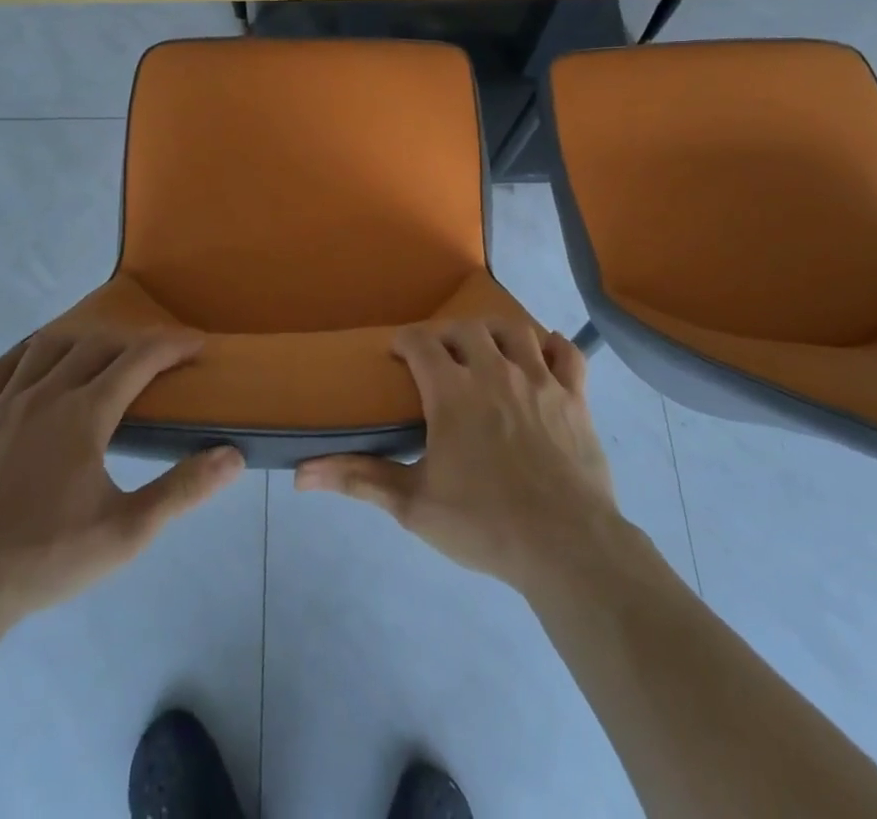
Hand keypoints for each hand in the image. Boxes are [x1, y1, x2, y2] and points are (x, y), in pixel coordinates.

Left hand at [0, 327, 244, 624]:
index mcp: (84, 414)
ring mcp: (3, 404)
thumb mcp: (126, 533)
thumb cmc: (45, 559)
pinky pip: (1, 367)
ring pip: (50, 346)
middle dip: (136, 342)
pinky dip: (27, 351)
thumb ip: (182, 490)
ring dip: (86, 339)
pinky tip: (37, 360)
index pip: (140, 359)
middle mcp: (46, 394)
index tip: (198, 343)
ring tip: (105, 352)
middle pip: (99, 345)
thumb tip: (233, 456)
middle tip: (160, 356)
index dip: (173, 344)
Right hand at [295, 320, 623, 594]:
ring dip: (496, 333)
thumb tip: (301, 473)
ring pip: (515, 330)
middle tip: (440, 357)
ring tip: (486, 349)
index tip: (399, 354)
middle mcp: (494, 371)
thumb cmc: (484, 525)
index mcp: (452, 392)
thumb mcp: (413, 505)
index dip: (406, 341)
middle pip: (467, 329)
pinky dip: (554, 347)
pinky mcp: (575, 396)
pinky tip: (543, 355)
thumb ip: (359, 480)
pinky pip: (567, 354)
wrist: (565, 547)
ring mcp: (539, 380)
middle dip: (448, 335)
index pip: (421, 342)